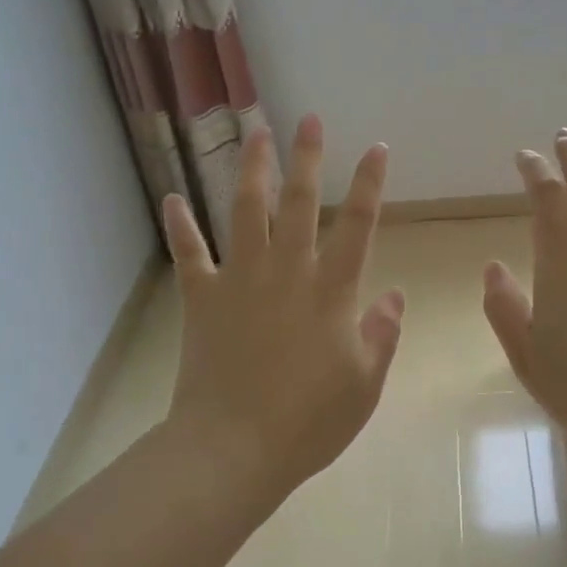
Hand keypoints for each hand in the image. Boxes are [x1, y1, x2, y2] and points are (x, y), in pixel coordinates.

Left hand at [161, 114, 403, 517]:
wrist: (235, 447)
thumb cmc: (309, 422)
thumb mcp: (364, 385)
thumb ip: (382, 335)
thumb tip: (394, 294)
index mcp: (332, 292)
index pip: (358, 226)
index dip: (370, 184)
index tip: (377, 148)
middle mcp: (287, 273)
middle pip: (299, 203)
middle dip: (308, 158)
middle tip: (310, 119)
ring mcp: (240, 281)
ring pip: (246, 212)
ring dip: (252, 170)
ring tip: (255, 133)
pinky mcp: (202, 299)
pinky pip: (189, 254)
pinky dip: (180, 226)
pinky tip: (171, 197)